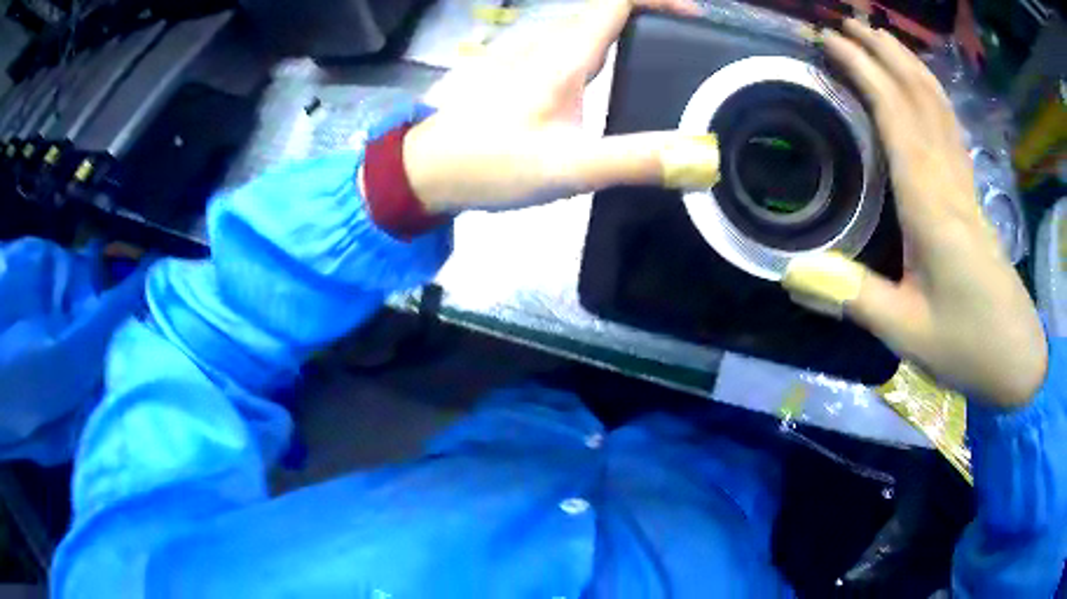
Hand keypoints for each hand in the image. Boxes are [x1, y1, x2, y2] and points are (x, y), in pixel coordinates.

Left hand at [401, 0, 718, 212]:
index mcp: (564, 55)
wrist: (428, 171)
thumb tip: (700, 157)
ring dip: (634, 33)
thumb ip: (634, 160)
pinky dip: (611, 51)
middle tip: (696, 50)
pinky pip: (579, 50)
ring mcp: (536, 59)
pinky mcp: (528, 76)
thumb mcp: (568, 167)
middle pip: (609, 13)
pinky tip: (625, 79)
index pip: (617, 2)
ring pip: (593, 30)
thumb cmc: (490, 163)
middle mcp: (551, 46)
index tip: (697, 19)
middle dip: (656, 18)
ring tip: (674, 63)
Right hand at [783, 20, 1045, 407]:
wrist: (1015, 356)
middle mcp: (948, 178)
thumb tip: (791, 274)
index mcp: (930, 202)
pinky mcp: (971, 196)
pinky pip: (950, 128)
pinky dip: (930, 95)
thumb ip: (854, 299)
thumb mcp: (907, 332)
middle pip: (919, 94)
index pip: (895, 112)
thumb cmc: (966, 344)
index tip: (829, 40)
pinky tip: (920, 89)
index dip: (862, 70)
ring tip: (879, 38)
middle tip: (846, 22)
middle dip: (883, 50)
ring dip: (908, 64)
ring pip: (938, 105)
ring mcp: (964, 184)